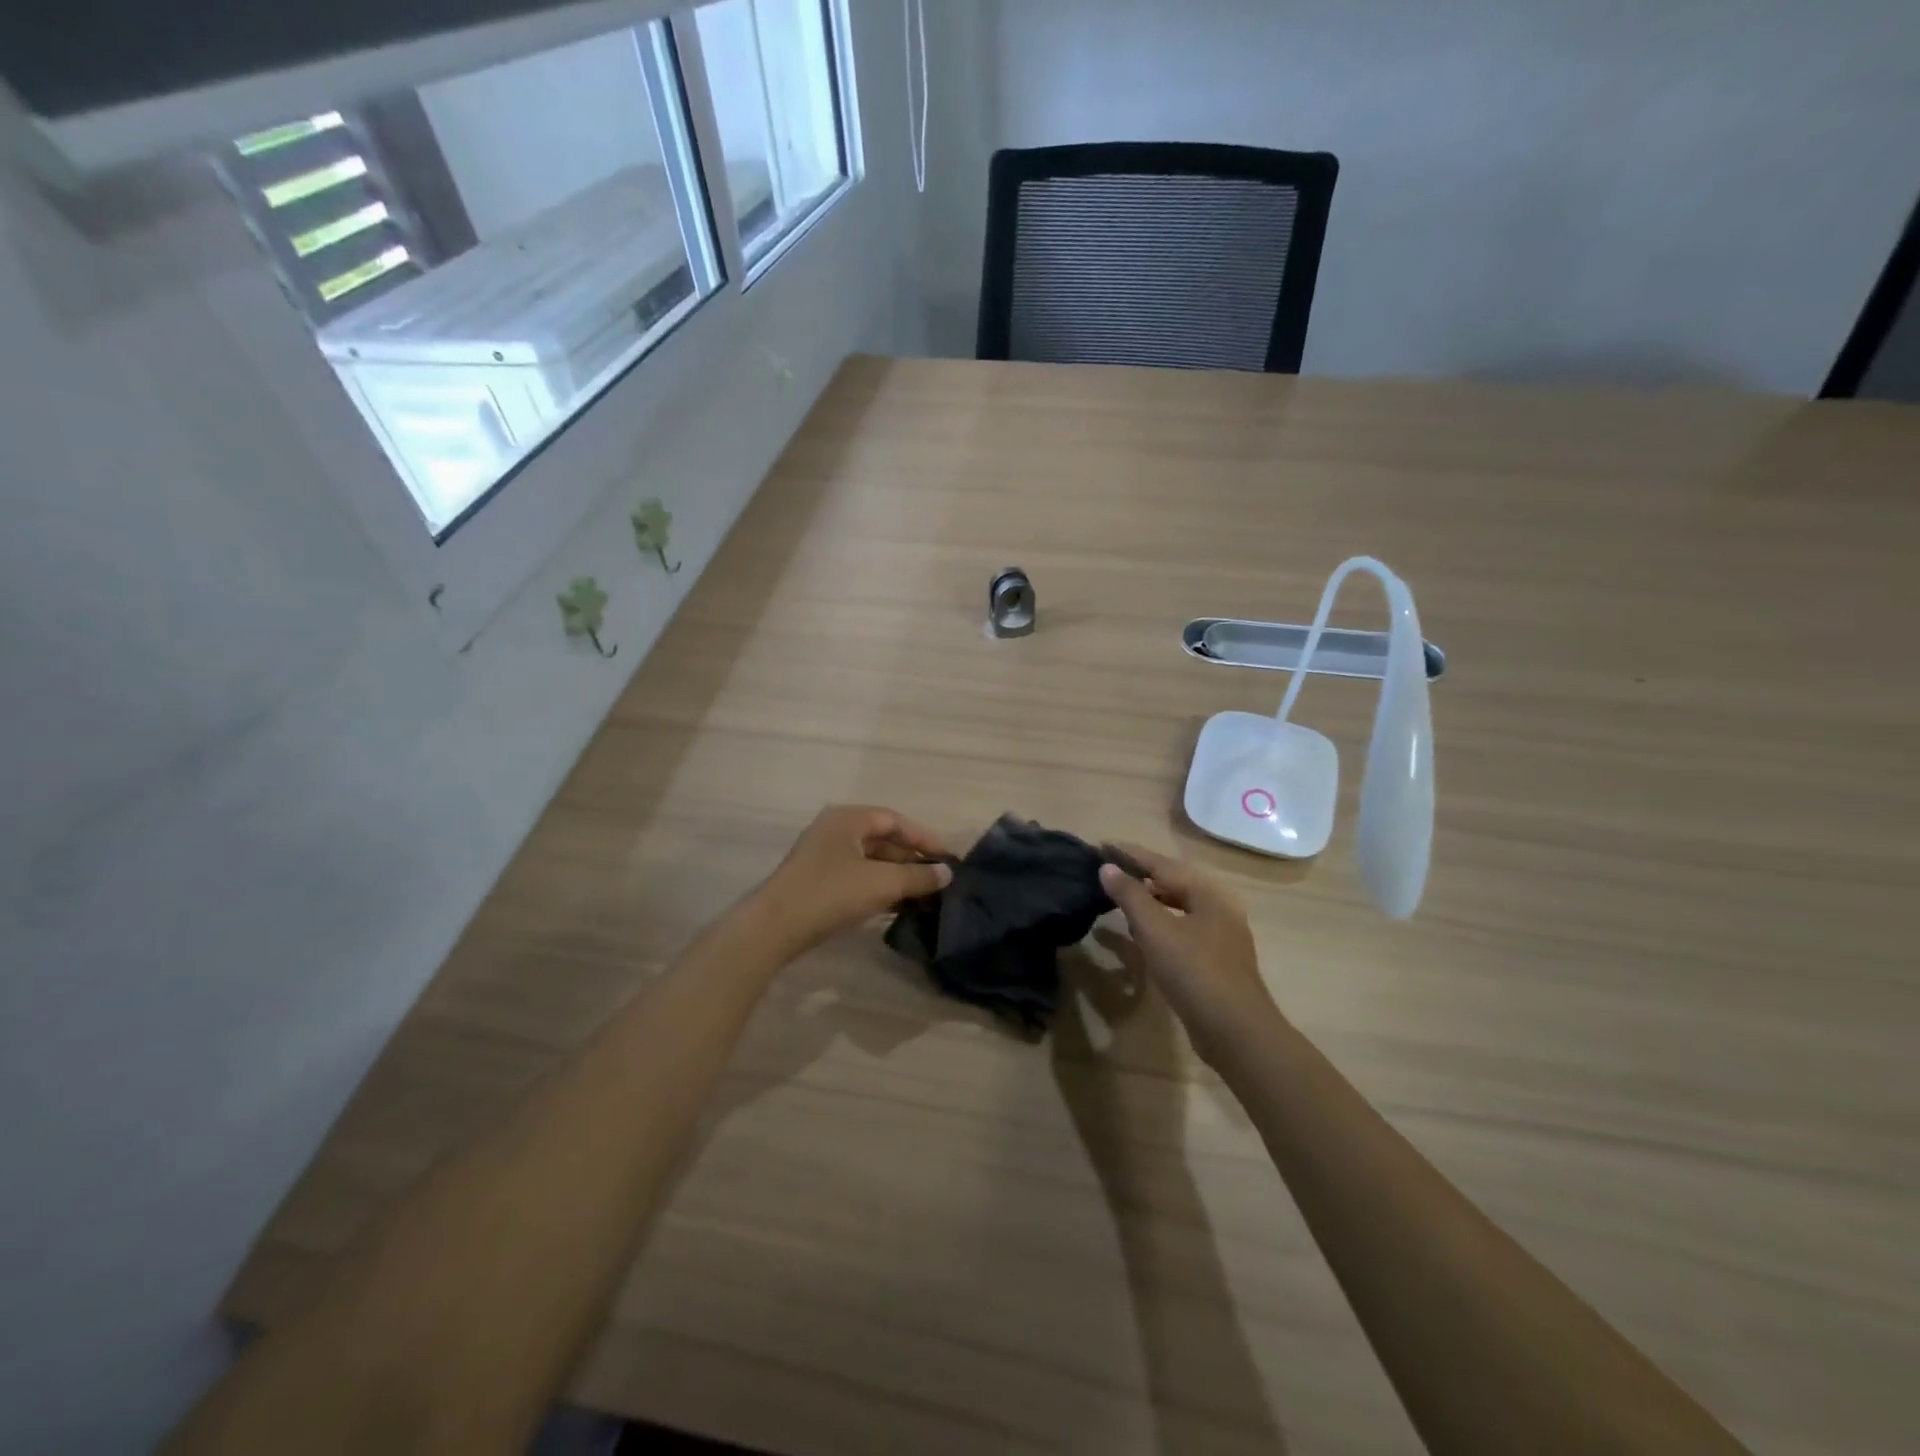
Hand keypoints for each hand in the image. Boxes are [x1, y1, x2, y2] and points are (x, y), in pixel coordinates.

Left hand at [751, 805, 952, 955]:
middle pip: (883, 840)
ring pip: (871, 861)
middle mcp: (835, 830)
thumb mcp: (882, 883)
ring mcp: (823, 857)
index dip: (925, 838)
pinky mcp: (818, 882)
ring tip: (925, 896)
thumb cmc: (831, 893)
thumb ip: (918, 876)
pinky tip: (898, 907)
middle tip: (939, 880)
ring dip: (898, 877)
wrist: (774, 928)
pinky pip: (858, 878)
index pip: (895, 820)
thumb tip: (947, 873)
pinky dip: (880, 888)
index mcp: (848, 819)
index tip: (949, 858)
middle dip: (912, 860)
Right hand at [1098, 843, 1280, 1065]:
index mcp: (1209, 893)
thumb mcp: (1156, 930)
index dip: (1131, 854)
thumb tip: (1107, 868)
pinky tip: (1142, 933)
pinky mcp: (1216, 960)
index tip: (1103, 845)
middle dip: (1141, 874)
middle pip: (1174, 882)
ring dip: (1149, 899)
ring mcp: (1220, 935)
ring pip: (1179, 906)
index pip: (1162, 864)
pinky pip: (1182, 928)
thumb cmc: (1194, 971)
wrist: (1235, 1031)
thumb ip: (1131, 896)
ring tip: (1120, 897)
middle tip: (1109, 869)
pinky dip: (1159, 922)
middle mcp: (1219, 907)